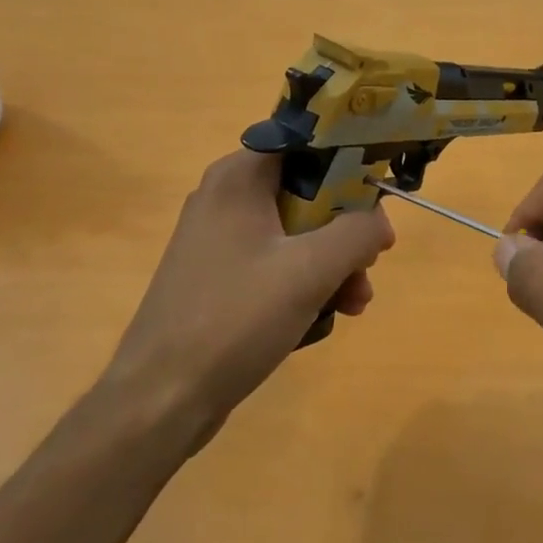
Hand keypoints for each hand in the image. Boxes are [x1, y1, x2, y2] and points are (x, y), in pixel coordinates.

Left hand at [105, 150, 394, 451]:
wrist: (162, 397)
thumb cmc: (237, 318)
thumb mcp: (310, 270)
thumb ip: (357, 233)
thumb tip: (379, 221)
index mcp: (238, 178)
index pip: (307, 145)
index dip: (351, 167)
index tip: (379, 202)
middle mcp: (225, 198)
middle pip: (307, 194)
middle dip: (346, 232)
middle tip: (370, 265)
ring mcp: (220, 241)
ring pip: (297, 235)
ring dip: (333, 265)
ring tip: (354, 304)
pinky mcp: (220, 278)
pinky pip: (276, 265)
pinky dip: (306, 284)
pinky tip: (326, 317)